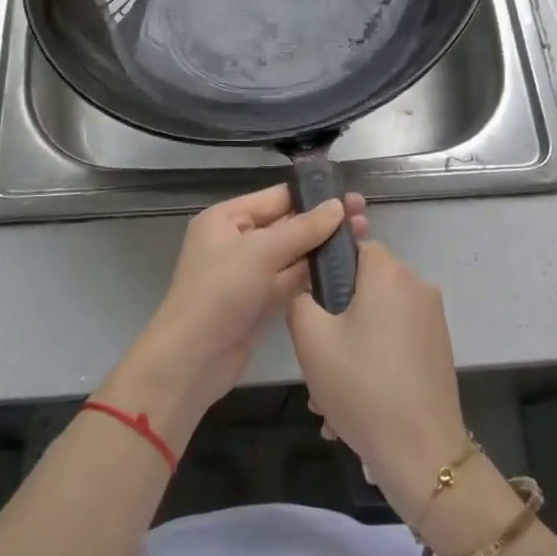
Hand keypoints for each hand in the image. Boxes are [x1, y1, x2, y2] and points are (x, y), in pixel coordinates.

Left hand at [107, 185, 368, 441]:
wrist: (193, 360)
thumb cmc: (220, 293)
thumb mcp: (261, 252)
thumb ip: (302, 229)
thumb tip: (338, 206)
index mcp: (227, 218)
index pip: (276, 197)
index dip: (312, 196)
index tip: (350, 195)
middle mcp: (237, 240)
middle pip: (287, 224)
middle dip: (323, 222)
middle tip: (364, 217)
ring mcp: (249, 273)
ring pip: (292, 253)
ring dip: (322, 248)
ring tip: (363, 238)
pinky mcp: (260, 301)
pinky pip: (291, 279)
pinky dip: (313, 275)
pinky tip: (345, 269)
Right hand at [286, 240, 467, 521]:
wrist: (423, 453)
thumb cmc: (362, 386)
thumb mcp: (311, 340)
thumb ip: (299, 299)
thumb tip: (308, 289)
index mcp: (388, 272)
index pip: (352, 246)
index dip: (326, 271)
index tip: (310, 307)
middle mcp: (416, 285)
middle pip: (364, 287)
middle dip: (335, 320)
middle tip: (315, 361)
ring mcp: (432, 318)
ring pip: (376, 320)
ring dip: (350, 349)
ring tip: (329, 400)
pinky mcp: (439, 347)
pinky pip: (395, 342)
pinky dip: (374, 362)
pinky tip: (355, 408)